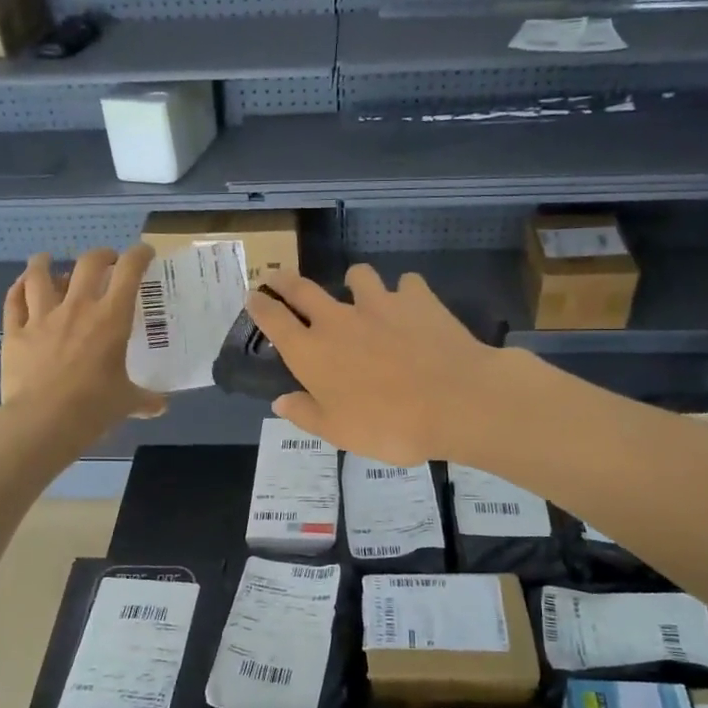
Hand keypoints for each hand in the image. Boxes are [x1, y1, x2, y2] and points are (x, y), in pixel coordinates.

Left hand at [0, 246, 163, 435]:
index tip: (144, 252)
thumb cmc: (93, 408)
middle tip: (106, 260)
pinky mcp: (15, 332)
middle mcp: (77, 308)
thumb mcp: (126, 403)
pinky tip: (21, 286)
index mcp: (111, 319)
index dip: (138, 255)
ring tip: (48, 260)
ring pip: (40, 275)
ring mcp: (42, 317)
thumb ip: (145, 400)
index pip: (129, 272)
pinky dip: (17, 289)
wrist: (42, 421)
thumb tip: (161, 406)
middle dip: (101, 255)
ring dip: (45, 263)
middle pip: (88, 264)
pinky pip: (13, 301)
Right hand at [245, 265, 502, 463]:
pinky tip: (411, 306)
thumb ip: (306, 414)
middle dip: (285, 280)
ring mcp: (378, 303)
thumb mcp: (339, 432)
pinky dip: (405, 292)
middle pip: (302, 289)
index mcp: (312, 353)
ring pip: (356, 275)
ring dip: (352, 282)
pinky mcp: (416, 298)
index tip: (252, 296)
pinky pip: (406, 283)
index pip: (273, 320)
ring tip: (359, 291)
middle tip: (278, 277)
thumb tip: (281, 401)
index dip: (259, 306)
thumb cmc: (389, 426)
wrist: (455, 401)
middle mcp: (338, 320)